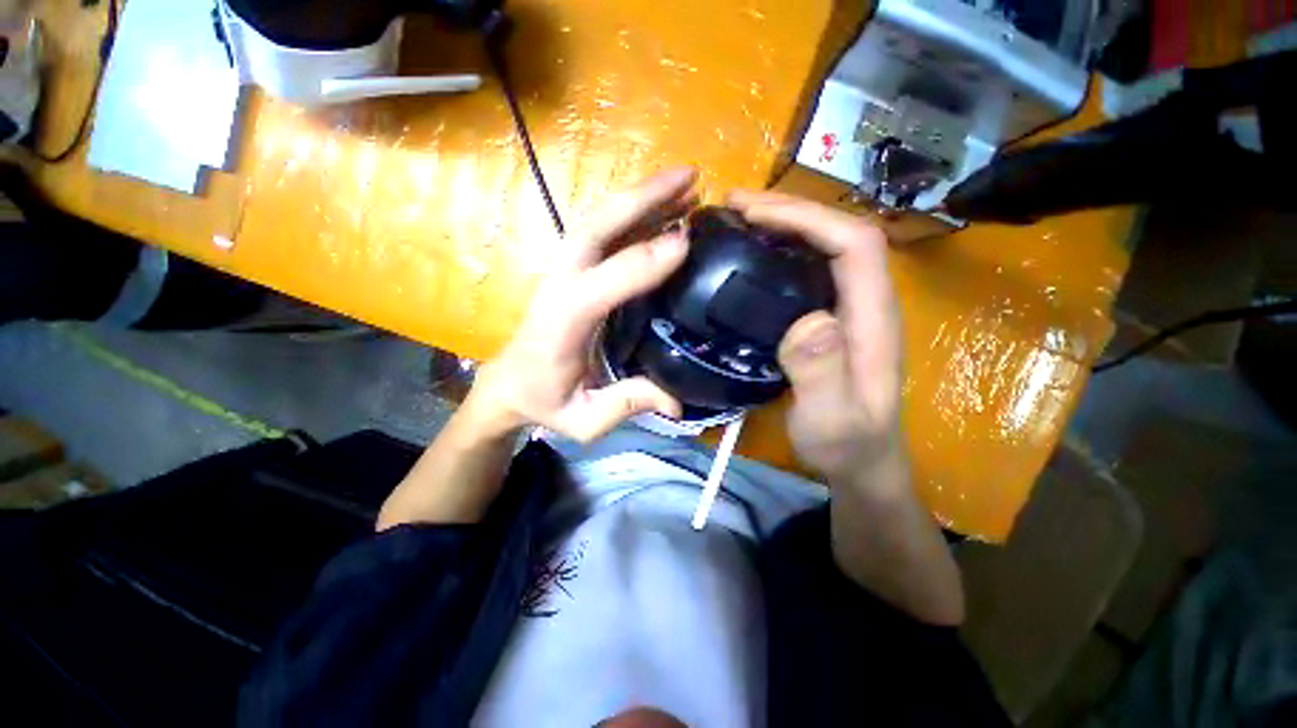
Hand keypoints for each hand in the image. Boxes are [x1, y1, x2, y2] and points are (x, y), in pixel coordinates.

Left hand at [465, 168, 698, 442]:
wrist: (510, 383)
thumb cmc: (545, 401)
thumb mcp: (584, 419)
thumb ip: (627, 405)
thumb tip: (677, 403)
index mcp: (561, 326)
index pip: (597, 286)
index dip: (640, 263)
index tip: (685, 244)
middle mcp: (560, 287)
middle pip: (593, 229)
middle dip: (641, 199)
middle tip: (691, 179)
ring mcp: (565, 273)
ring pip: (598, 221)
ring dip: (641, 197)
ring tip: (686, 183)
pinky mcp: (574, 271)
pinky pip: (603, 233)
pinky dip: (634, 214)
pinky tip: (664, 208)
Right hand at [728, 191, 903, 482]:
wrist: (862, 464)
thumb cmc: (847, 445)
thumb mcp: (833, 420)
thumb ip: (823, 373)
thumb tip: (807, 319)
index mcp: (873, 317)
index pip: (854, 242)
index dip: (807, 218)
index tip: (753, 213)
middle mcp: (866, 302)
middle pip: (838, 234)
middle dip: (789, 212)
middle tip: (734, 207)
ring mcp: (848, 310)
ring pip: (824, 248)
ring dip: (784, 227)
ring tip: (738, 223)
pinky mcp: (830, 321)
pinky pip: (809, 272)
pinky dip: (781, 254)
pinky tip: (752, 259)